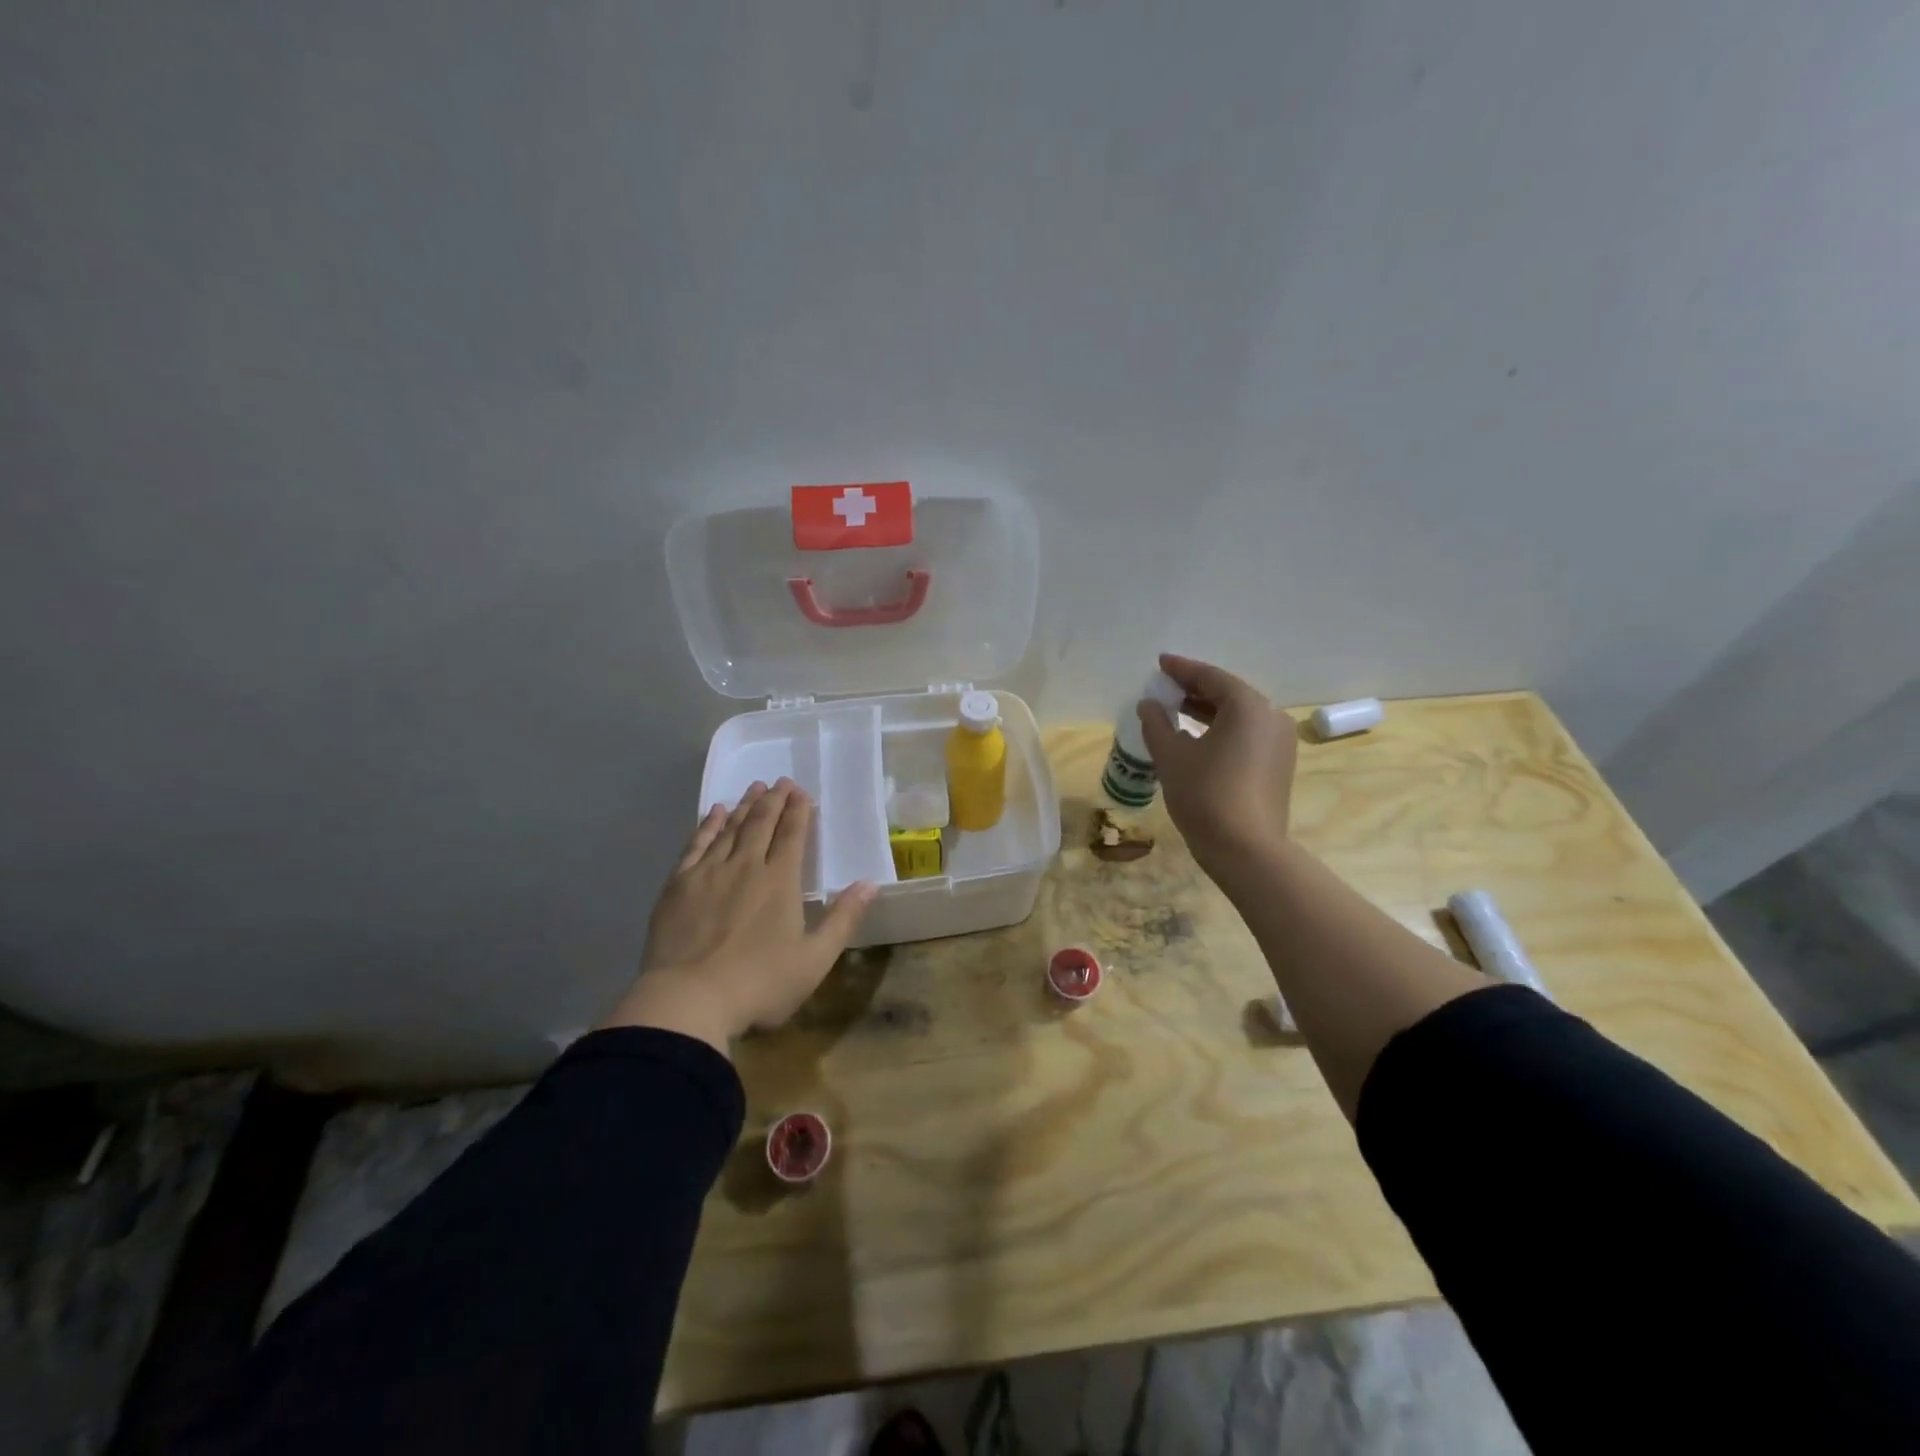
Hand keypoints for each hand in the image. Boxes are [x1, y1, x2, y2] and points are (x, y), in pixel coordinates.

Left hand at [601, 778, 877, 1055]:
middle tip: (780, 782)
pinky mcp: (679, 885)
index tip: (801, 792)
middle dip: (773, 800)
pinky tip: (715, 813)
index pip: (792, 835)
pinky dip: (708, 825)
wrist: (689, 999)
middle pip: (761, 824)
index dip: (798, 811)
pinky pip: (696, 844)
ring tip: (754, 789)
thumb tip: (870, 883)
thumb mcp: (815, 959)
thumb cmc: (760, 983)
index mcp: (780, 881)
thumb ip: (843, 919)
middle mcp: (746, 866)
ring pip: (730, 829)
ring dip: (745, 806)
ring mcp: (709, 873)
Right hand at [1136, 653, 1296, 870]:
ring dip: (1207, 711)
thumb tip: (1148, 704)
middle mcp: (1271, 717)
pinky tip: (1197, 739)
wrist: (1246, 850)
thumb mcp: (1171, 755)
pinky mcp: (1278, 765)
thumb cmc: (1205, 795)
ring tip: (1175, 711)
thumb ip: (1156, 723)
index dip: (1182, 669)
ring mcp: (1280, 742)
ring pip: (1239, 716)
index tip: (1160, 663)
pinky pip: (1246, 735)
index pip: (1211, 677)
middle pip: (1229, 693)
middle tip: (1165, 688)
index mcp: (1248, 706)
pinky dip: (1221, 730)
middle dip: (1195, 690)